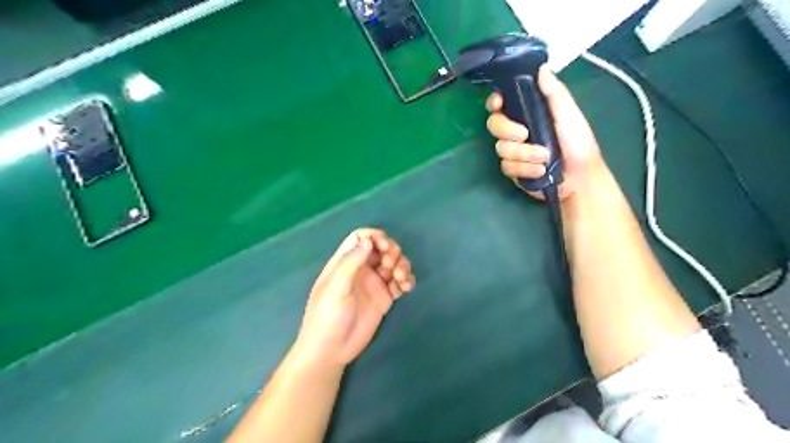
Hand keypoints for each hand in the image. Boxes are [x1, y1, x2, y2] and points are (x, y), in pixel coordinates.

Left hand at [289, 229, 413, 366]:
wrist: (331, 350)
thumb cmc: (327, 316)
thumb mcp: (335, 287)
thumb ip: (351, 262)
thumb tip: (369, 240)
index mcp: (344, 262)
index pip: (361, 238)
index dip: (375, 237)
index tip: (384, 246)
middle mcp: (361, 269)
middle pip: (381, 248)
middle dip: (391, 250)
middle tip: (391, 264)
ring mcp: (374, 283)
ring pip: (393, 263)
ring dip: (402, 265)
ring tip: (401, 278)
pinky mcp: (384, 298)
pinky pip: (399, 282)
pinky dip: (406, 280)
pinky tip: (407, 287)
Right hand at [488, 64, 605, 198]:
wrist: (580, 179)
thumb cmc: (578, 144)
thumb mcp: (569, 115)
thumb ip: (555, 94)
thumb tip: (542, 68)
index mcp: (529, 112)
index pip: (502, 103)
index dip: (495, 102)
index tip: (499, 104)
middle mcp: (517, 130)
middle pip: (494, 124)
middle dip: (507, 130)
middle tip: (525, 135)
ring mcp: (514, 151)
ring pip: (501, 148)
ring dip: (523, 154)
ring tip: (544, 159)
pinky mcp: (513, 169)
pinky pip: (507, 167)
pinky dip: (524, 169)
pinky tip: (540, 171)